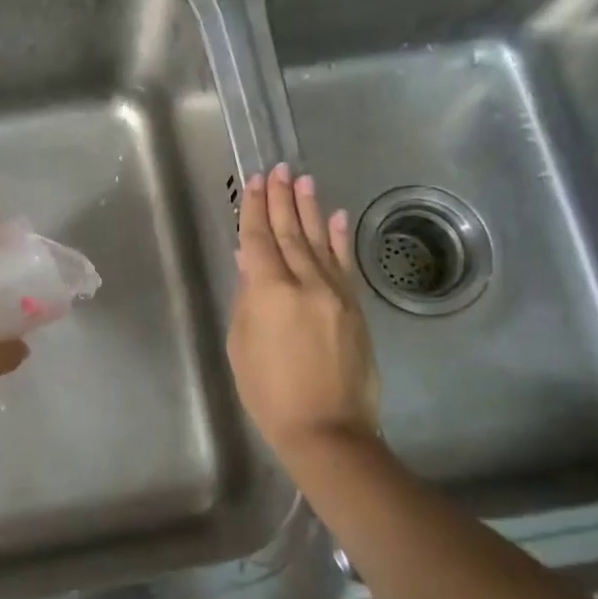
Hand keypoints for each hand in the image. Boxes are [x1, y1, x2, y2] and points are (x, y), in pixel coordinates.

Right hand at [227, 165, 380, 465]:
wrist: (326, 429)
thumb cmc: (269, 394)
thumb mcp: (242, 346)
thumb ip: (247, 299)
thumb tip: (250, 264)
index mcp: (269, 292)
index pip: (259, 240)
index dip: (256, 210)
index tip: (255, 182)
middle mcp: (305, 283)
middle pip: (291, 233)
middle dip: (282, 200)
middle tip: (278, 169)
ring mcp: (335, 293)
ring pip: (319, 242)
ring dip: (310, 209)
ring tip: (303, 180)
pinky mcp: (355, 307)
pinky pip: (345, 265)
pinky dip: (339, 239)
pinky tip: (336, 217)